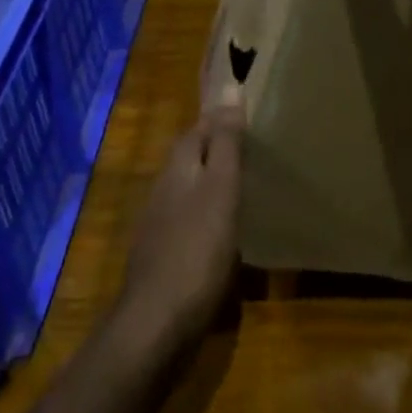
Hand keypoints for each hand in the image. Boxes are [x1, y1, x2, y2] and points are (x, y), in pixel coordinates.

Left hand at [114, 95, 244, 357]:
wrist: (156, 323)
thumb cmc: (196, 249)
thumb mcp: (220, 189)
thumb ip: (226, 143)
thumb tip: (229, 89)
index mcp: (178, 167)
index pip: (199, 127)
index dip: (221, 118)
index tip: (250, 112)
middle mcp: (164, 188)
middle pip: (191, 157)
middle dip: (217, 148)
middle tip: (255, 148)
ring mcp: (160, 223)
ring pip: (190, 189)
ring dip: (213, 182)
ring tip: (247, 185)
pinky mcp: (164, 255)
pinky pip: (190, 221)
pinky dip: (209, 216)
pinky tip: (227, 231)